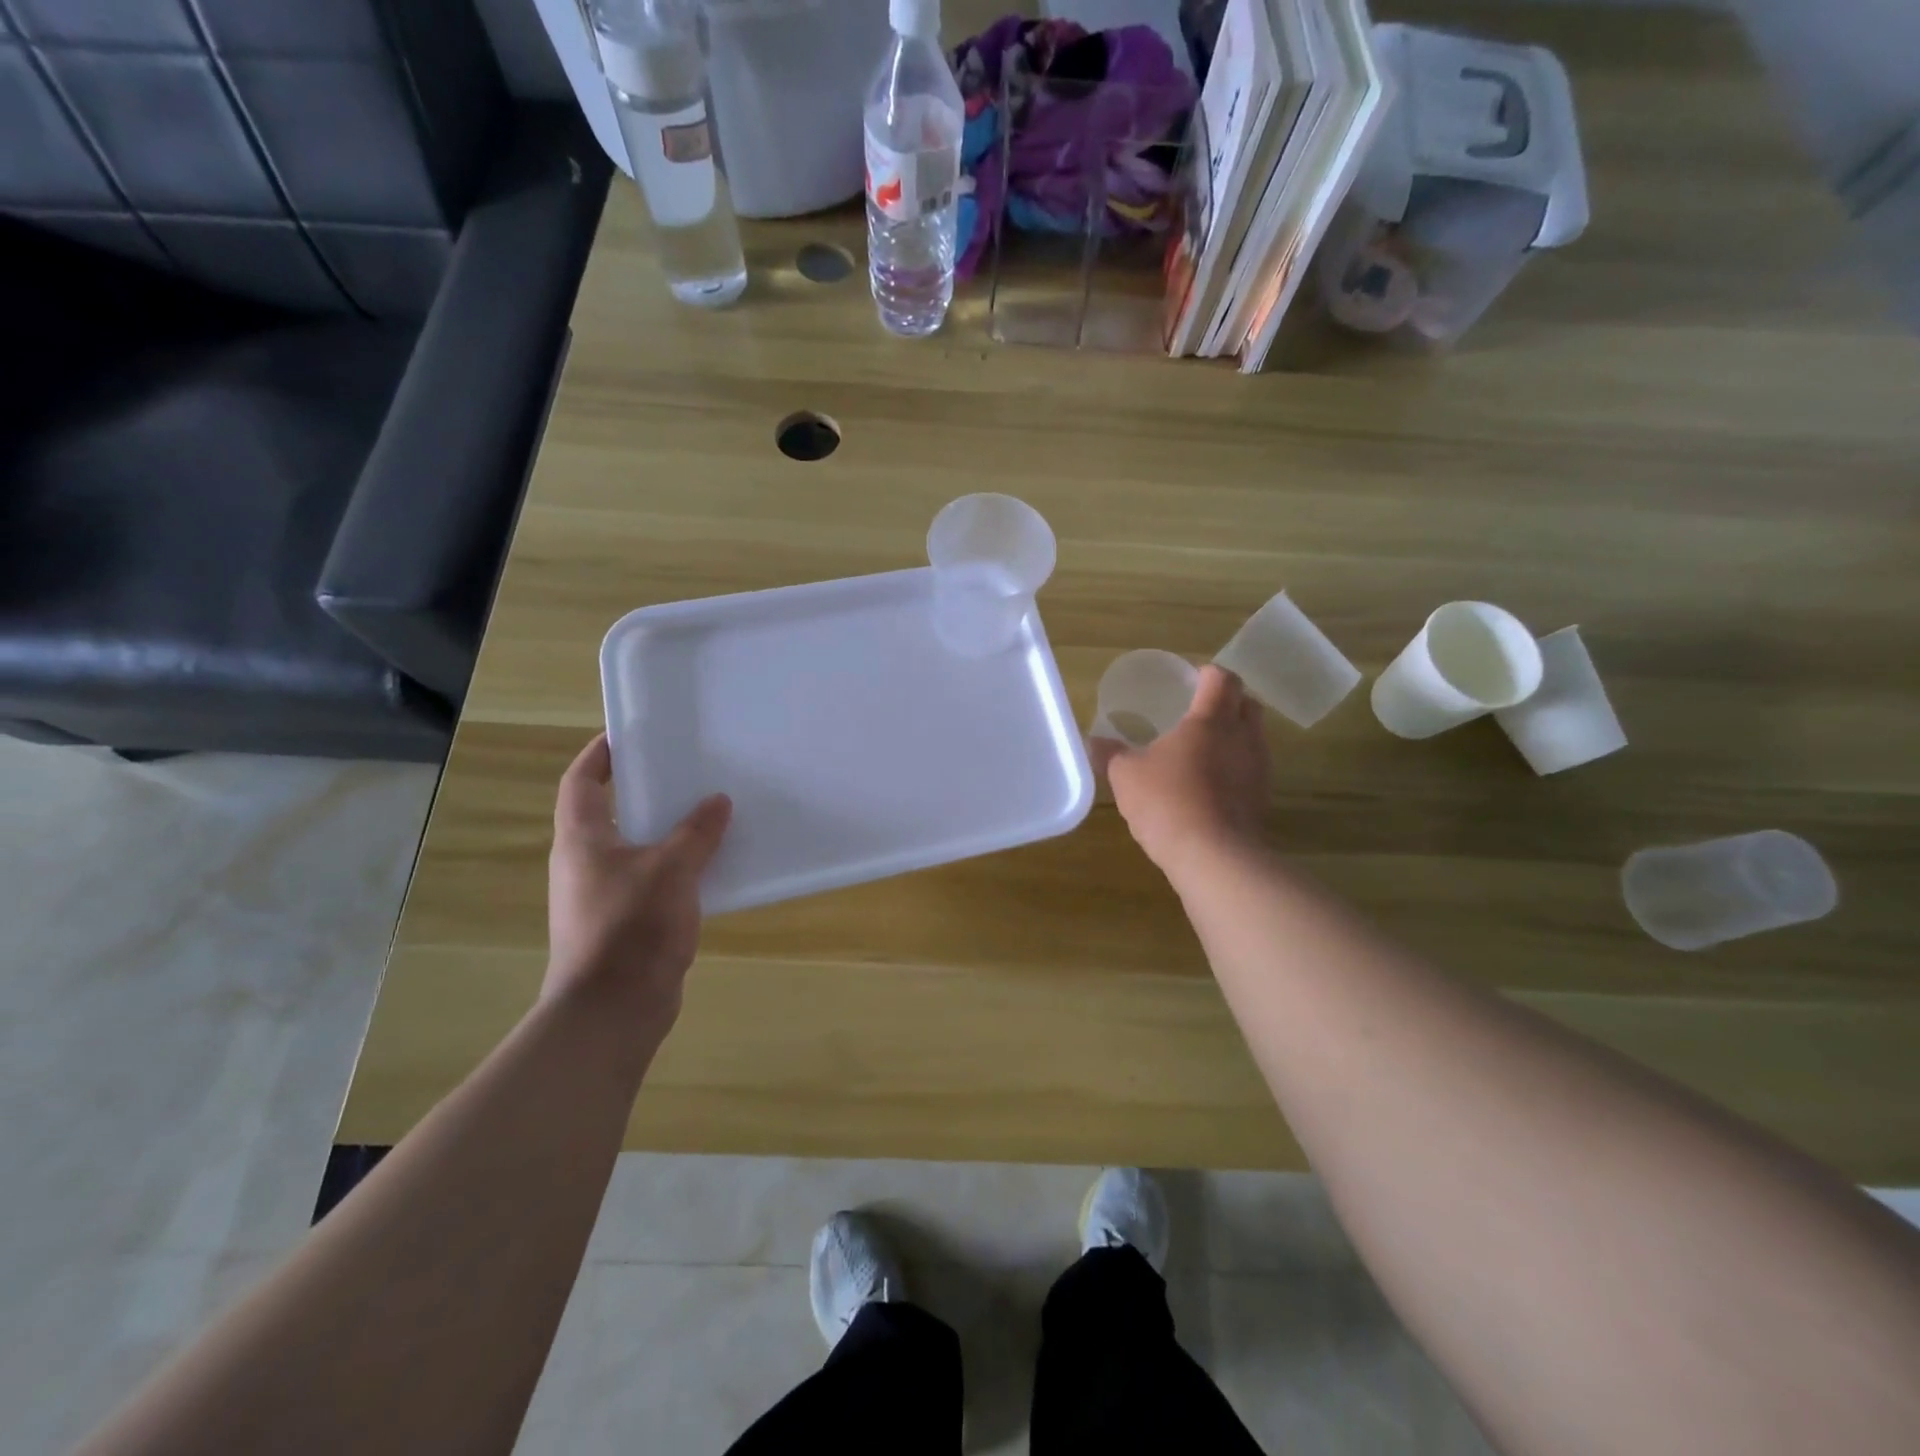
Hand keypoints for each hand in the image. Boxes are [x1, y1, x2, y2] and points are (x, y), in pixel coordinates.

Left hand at [544, 733, 731, 1035]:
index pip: (581, 781)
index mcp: (582, 839)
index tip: (630, 734)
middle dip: (645, 790)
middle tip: (686, 770)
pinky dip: (677, 866)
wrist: (614, 1009)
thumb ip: (696, 832)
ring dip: (666, 830)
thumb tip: (718, 801)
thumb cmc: (631, 927)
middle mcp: (584, 862)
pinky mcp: (624, 922)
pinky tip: (711, 864)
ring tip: (708, 811)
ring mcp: (602, 894)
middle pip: (610, 812)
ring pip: (636, 847)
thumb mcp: (671, 870)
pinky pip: (652, 879)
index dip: (600, 754)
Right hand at [1091, 665, 1269, 876]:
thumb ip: (1111, 754)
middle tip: (1201, 711)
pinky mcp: (1262, 800)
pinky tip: (1210, 786)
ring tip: (1204, 750)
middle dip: (1229, 702)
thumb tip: (1093, 741)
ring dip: (1235, 737)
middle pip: (1248, 703)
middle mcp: (1243, 737)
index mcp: (1211, 720)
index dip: (1209, 674)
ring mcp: (1259, 769)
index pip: (1222, 679)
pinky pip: (1252, 771)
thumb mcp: (1125, 775)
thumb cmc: (1166, 801)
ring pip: (1254, 738)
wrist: (1213, 856)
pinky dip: (1236, 769)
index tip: (1193, 679)